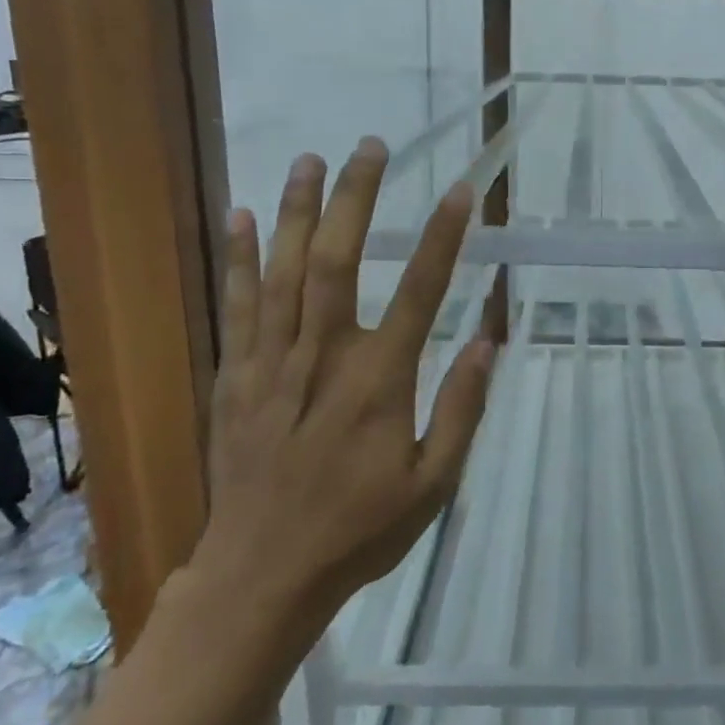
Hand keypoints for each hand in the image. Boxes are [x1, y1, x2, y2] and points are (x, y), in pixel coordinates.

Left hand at [192, 138, 494, 642]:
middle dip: (355, 200)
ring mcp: (272, 365)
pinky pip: (238, 307)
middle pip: (339, 263)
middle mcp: (324, 359)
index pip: (420, 293)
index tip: (458, 192)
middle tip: (369, 147)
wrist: (261, 577)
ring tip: (311, 159)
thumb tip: (488, 343)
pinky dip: (242, 260)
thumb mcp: (432, 485)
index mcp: (379, 384)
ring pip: (284, 273)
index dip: (441, 238)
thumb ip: (460, 410)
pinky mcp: (236, 379)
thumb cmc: (359, 532)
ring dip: (299, 212)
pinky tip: (245, 217)